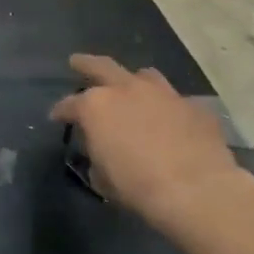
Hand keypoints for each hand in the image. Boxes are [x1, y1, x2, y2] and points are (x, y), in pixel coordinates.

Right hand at [49, 54, 245, 232]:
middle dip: (86, 64)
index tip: (56, 117)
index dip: (61, 111)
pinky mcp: (195, 107)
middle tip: (77, 62)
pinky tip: (171, 121)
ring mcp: (164, 95)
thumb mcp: (102, 176)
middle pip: (101, 66)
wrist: (197, 191)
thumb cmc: (137, 185)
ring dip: (134, 81)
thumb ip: (97, 154)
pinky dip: (169, 108)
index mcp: (95, 106)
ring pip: (144, 75)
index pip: (69, 104)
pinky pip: (177, 101)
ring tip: (131, 88)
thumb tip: (102, 151)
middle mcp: (126, 90)